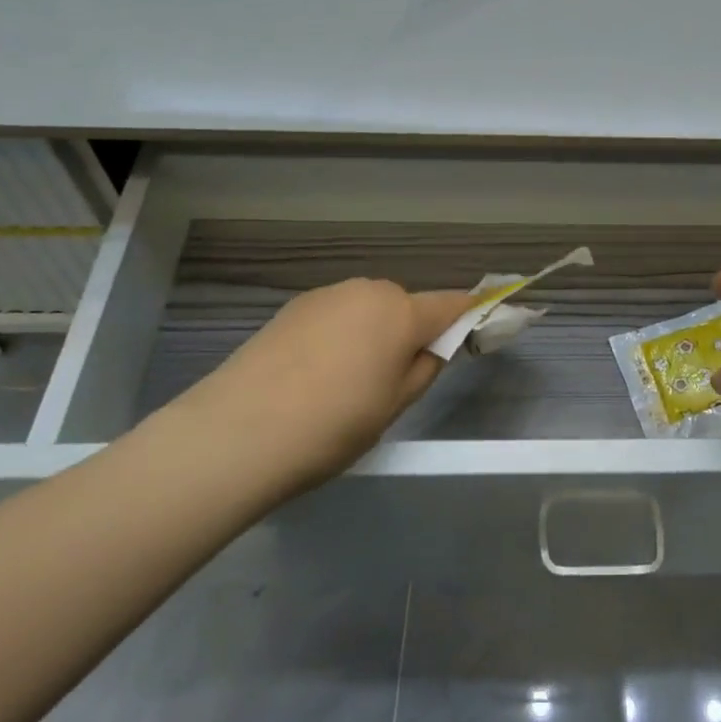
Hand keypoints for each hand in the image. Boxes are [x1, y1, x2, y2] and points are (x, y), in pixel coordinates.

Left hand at [181, 279, 469, 496]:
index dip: (471, 313)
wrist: (239, 431)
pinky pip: (335, 315)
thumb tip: (433, 345)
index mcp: (401, 312)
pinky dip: (339, 335)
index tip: (481, 324)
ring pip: (367, 309)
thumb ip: (424, 367)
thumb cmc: (333, 425)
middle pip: (405, 306)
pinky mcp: (293, 306)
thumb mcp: (394, 406)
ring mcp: (327, 294)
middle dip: (408, 332)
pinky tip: (313, 374)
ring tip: (345, 381)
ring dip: (371, 332)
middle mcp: (368, 290)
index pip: (452, 304)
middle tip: (392, 380)